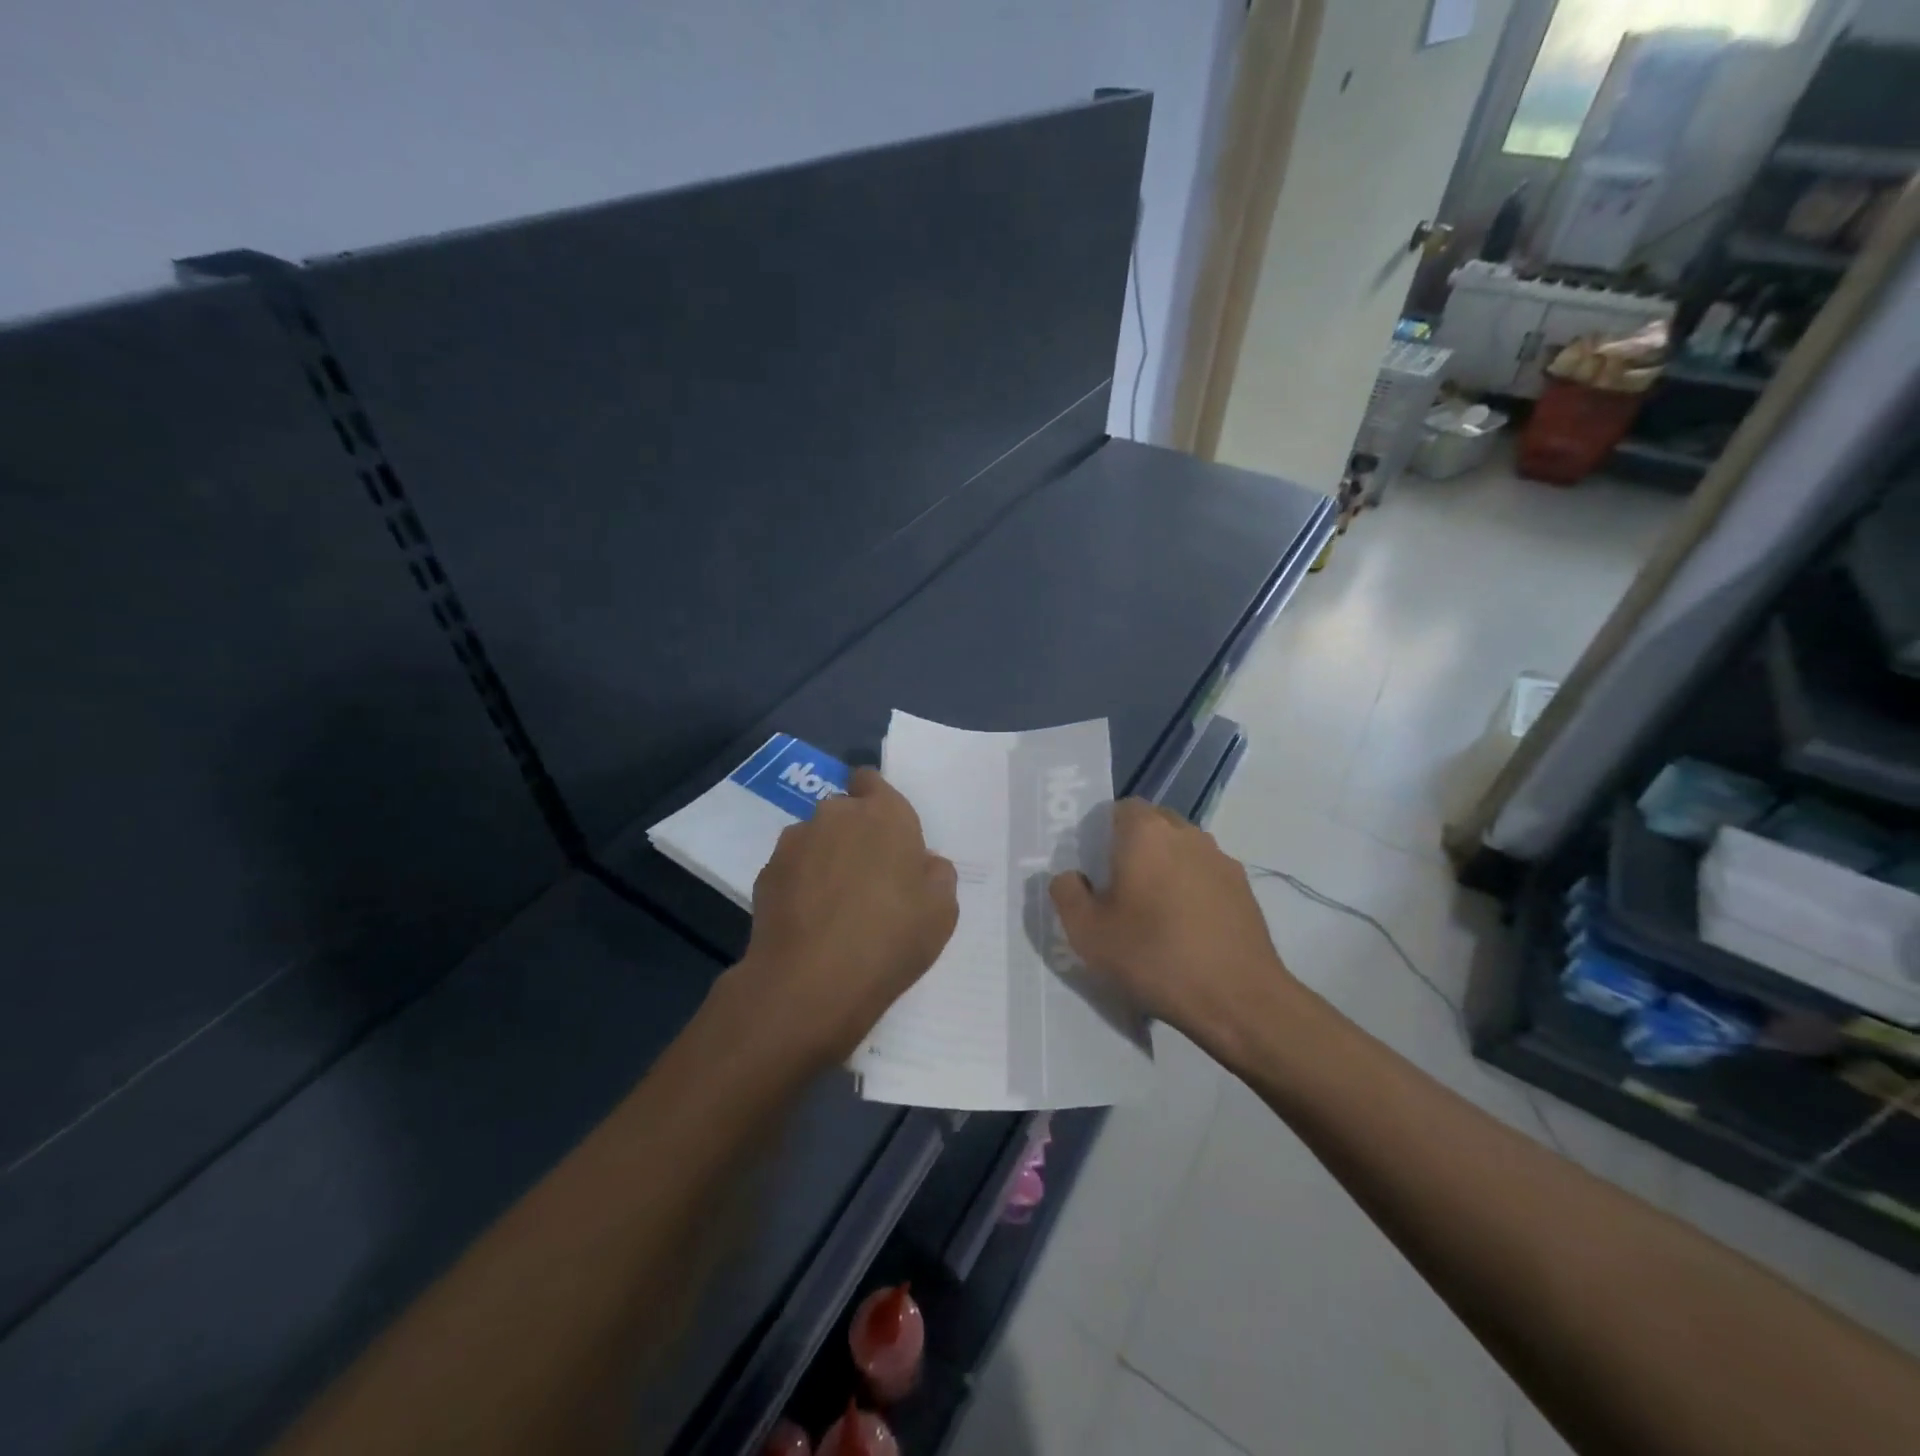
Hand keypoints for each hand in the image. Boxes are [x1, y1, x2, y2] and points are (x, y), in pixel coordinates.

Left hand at [734, 767, 958, 1066]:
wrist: (811, 983)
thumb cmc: (890, 939)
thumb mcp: (942, 910)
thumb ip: (935, 873)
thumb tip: (920, 863)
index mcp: (884, 813)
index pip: (871, 780)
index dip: (877, 801)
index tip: (886, 835)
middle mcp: (836, 815)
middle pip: (844, 811)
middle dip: (853, 834)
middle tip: (868, 878)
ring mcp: (795, 842)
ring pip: (815, 839)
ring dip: (825, 858)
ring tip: (833, 905)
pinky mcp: (766, 873)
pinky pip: (792, 869)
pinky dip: (800, 884)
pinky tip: (808, 921)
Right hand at [1049, 800, 1295, 1062]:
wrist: (1238, 1000)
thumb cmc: (1154, 956)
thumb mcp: (1087, 932)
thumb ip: (1066, 893)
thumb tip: (1070, 876)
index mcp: (1146, 832)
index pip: (1120, 808)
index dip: (1103, 833)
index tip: (1094, 868)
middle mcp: (1187, 834)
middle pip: (1153, 825)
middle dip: (1134, 849)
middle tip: (1118, 890)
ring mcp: (1221, 860)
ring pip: (1182, 850)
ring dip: (1165, 869)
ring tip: (1153, 914)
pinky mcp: (1244, 889)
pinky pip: (1206, 876)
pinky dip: (1192, 891)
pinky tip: (1186, 931)